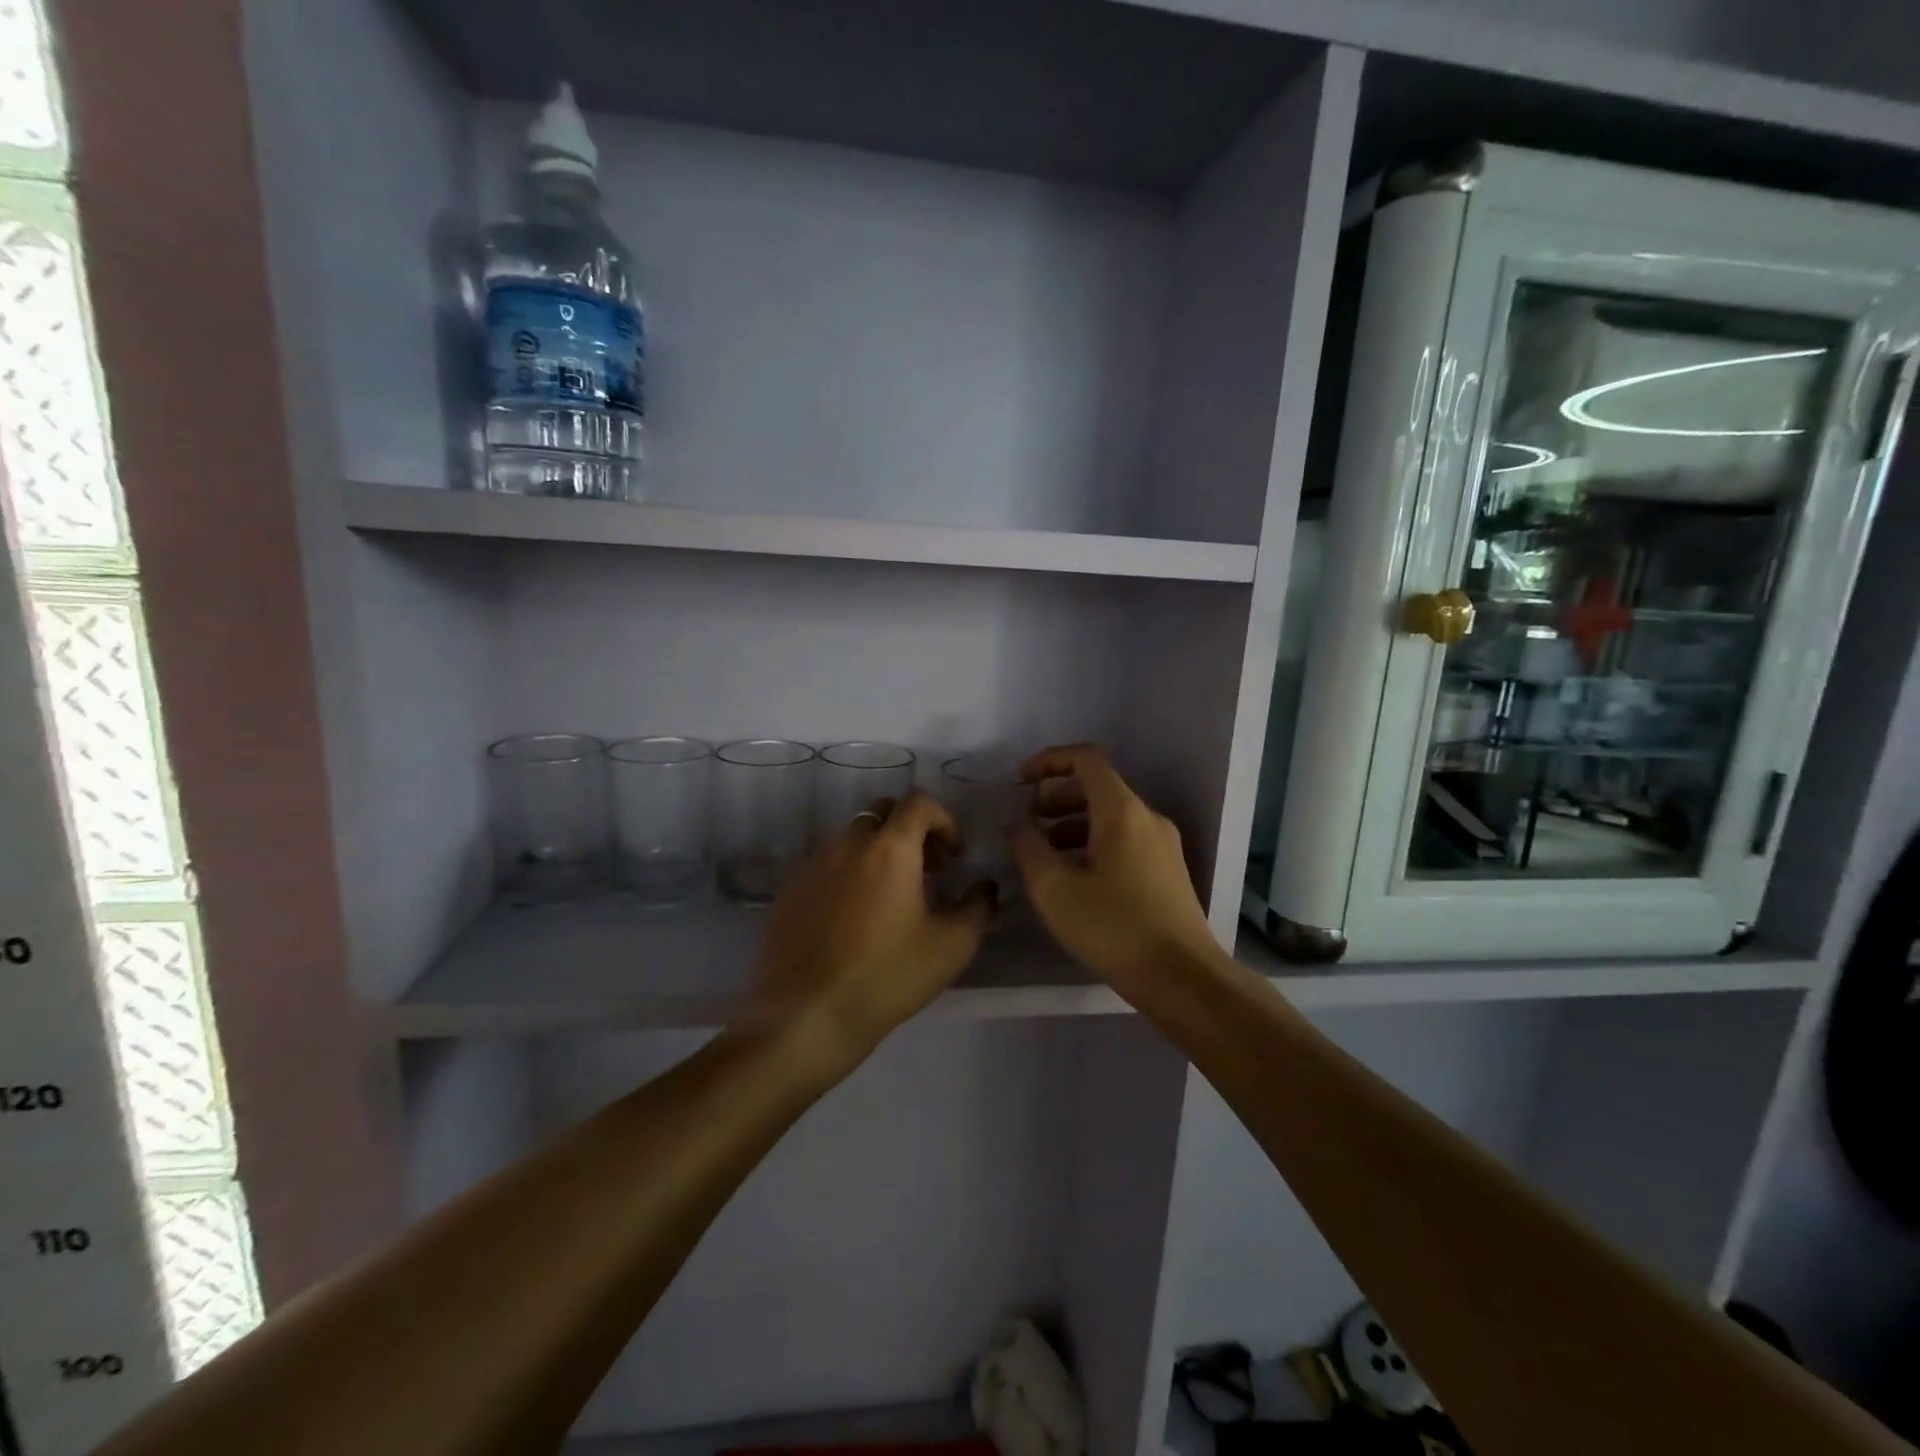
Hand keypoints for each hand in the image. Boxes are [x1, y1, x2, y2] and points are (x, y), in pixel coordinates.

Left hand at [749, 791, 995, 1070]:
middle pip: (882, 812)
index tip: (953, 855)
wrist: (806, 1015)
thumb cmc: (887, 977)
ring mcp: (813, 863)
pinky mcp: (789, 888)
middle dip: (909, 829)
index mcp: (890, 848)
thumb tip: (985, 886)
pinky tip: (851, 914)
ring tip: (888, 895)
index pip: (918, 802)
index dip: (944, 819)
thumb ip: (978, 906)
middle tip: (925, 869)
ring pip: (851, 836)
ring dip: (876, 850)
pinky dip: (846, 871)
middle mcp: (848, 843)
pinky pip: (824, 862)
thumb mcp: (951, 946)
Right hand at [1011, 743, 1217, 987]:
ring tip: (1044, 853)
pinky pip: (1125, 838)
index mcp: (1122, 812)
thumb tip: (1020, 823)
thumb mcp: (1055, 889)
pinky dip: (1094, 842)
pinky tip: (1075, 876)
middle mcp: (1147, 817)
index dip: (1050, 760)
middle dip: (1057, 797)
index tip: (1021, 780)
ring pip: (1111, 815)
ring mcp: (1163, 844)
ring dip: (1073, 823)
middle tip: (1028, 822)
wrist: (1183, 977)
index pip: (1087, 759)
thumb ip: (1029, 847)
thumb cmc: (1114, 928)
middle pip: (1098, 786)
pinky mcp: (1168, 869)